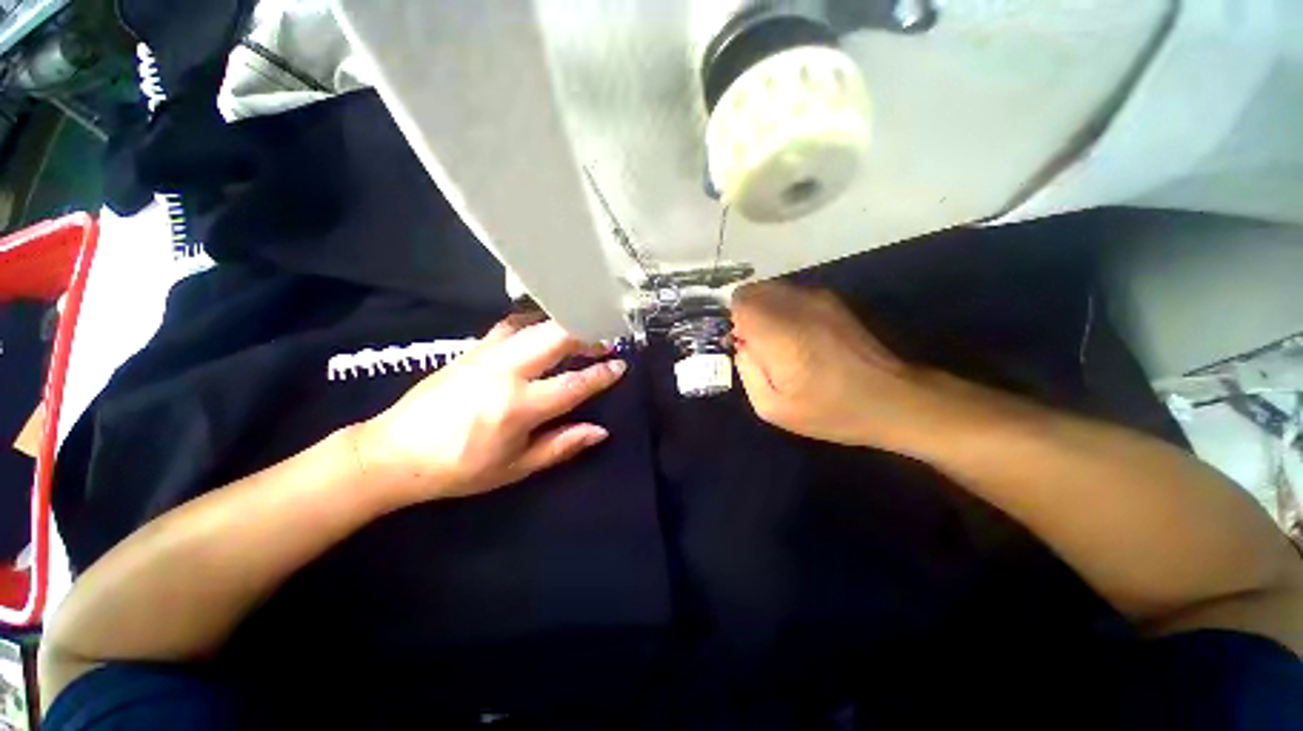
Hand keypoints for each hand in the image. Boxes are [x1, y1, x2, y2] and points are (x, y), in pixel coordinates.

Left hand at [354, 318, 625, 503]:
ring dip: (563, 327)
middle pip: (556, 338)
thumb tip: (600, 431)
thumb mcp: (515, 468)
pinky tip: (542, 331)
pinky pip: (510, 326)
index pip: (573, 384)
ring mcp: (486, 354)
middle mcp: (505, 372)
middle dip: (586, 335)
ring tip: (580, 335)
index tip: (620, 365)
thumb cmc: (459, 468)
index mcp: (518, 407)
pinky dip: (534, 325)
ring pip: (535, 326)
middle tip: (605, 342)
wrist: (394, 452)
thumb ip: (561, 445)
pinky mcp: (471, 348)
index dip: (601, 374)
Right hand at [732, 281, 937, 450]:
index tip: (737, 343)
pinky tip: (796, 336)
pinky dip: (782, 308)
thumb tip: (742, 345)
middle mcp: (797, 305)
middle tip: (753, 344)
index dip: (731, 320)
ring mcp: (818, 299)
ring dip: (763, 310)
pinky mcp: (832, 301)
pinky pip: (791, 294)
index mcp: (780, 332)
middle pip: (752, 290)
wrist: (893, 398)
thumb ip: (747, 371)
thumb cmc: (830, 410)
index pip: (739, 302)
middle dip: (743, 313)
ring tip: (775, 341)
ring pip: (772, 289)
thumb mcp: (773, 408)